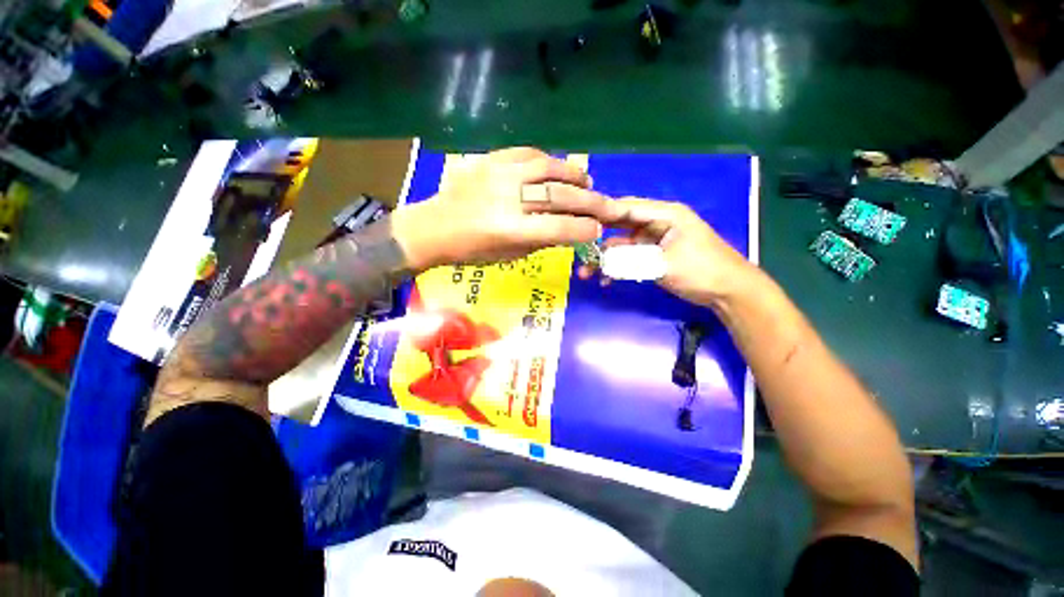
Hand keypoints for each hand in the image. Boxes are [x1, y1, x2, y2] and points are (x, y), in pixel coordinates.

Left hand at [393, 148, 612, 269]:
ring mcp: (498, 175)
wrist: (434, 227)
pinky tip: (557, 169)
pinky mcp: (490, 160)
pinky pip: (528, 154)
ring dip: (573, 175)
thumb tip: (569, 229)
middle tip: (607, 205)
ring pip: (548, 168)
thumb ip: (541, 240)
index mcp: (509, 230)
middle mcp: (507, 199)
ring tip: (586, 182)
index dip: (583, 229)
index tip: (597, 229)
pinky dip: (549, 161)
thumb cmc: (471, 251)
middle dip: (590, 202)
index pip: (558, 228)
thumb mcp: (508, 254)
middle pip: (559, 197)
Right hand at [579, 198, 759, 307]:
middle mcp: (657, 223)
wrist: (728, 292)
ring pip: (622, 245)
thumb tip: (601, 260)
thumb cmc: (701, 271)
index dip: (602, 213)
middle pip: (620, 226)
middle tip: (578, 251)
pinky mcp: (655, 256)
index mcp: (665, 214)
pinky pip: (630, 258)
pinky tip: (605, 280)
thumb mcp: (663, 263)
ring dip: (605, 258)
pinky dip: (618, 268)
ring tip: (586, 273)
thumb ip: (630, 259)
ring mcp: (655, 240)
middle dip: (598, 239)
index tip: (578, 222)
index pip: (627, 207)